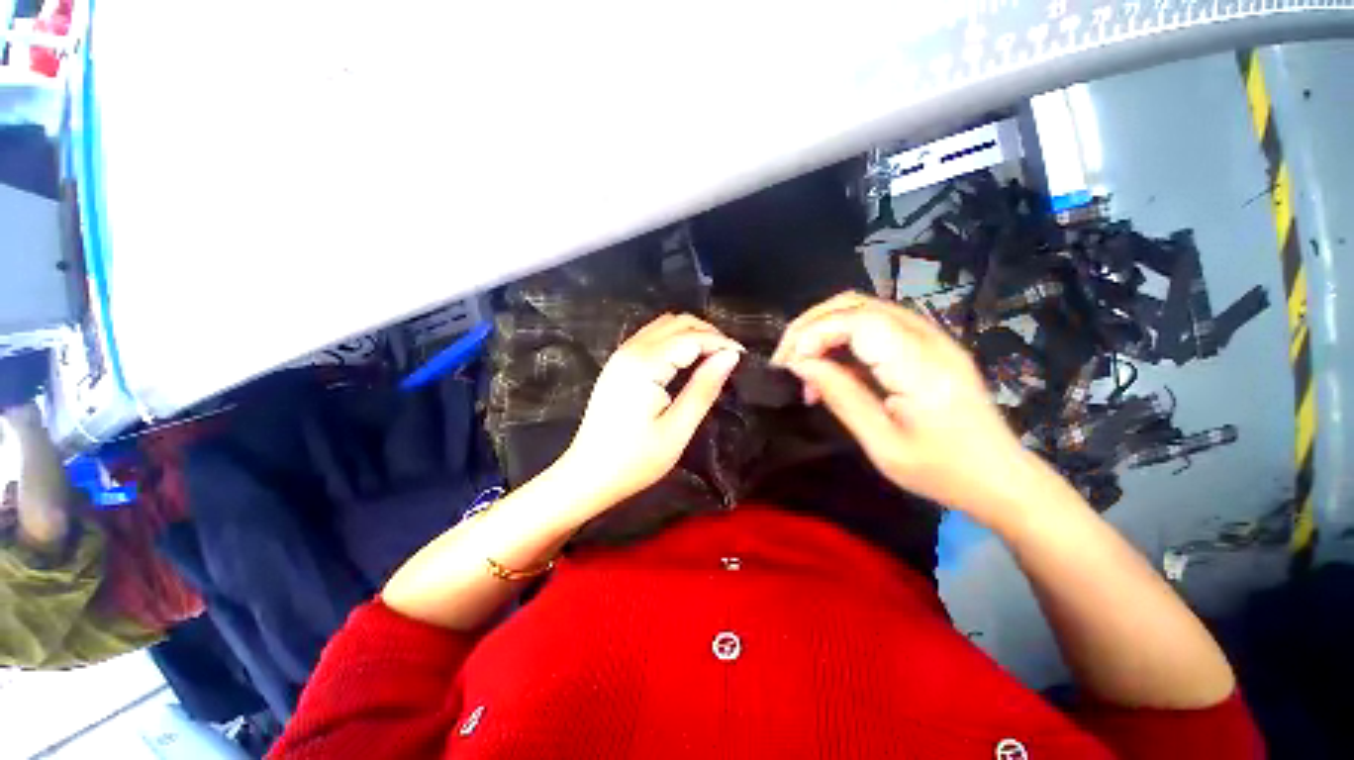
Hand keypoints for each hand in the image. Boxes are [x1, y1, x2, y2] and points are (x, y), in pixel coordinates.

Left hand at [558, 314, 742, 510]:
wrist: (587, 475)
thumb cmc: (634, 460)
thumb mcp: (677, 430)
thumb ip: (704, 388)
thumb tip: (730, 357)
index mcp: (645, 365)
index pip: (691, 337)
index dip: (721, 342)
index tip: (743, 356)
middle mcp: (630, 350)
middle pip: (677, 323)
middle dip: (708, 333)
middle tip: (730, 357)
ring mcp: (621, 355)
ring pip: (663, 325)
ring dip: (692, 333)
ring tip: (714, 356)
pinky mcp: (618, 364)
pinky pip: (651, 336)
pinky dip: (675, 340)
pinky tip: (688, 359)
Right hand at [772, 292, 1028, 518]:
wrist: (1000, 477)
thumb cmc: (942, 471)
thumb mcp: (883, 445)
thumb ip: (841, 396)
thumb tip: (801, 364)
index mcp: (920, 365)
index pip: (857, 321)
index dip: (814, 334)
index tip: (789, 365)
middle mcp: (927, 338)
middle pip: (855, 304)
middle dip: (810, 324)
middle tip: (786, 359)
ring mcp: (930, 337)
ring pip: (861, 308)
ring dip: (823, 329)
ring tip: (804, 366)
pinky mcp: (926, 344)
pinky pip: (873, 325)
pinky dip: (841, 338)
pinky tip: (831, 368)